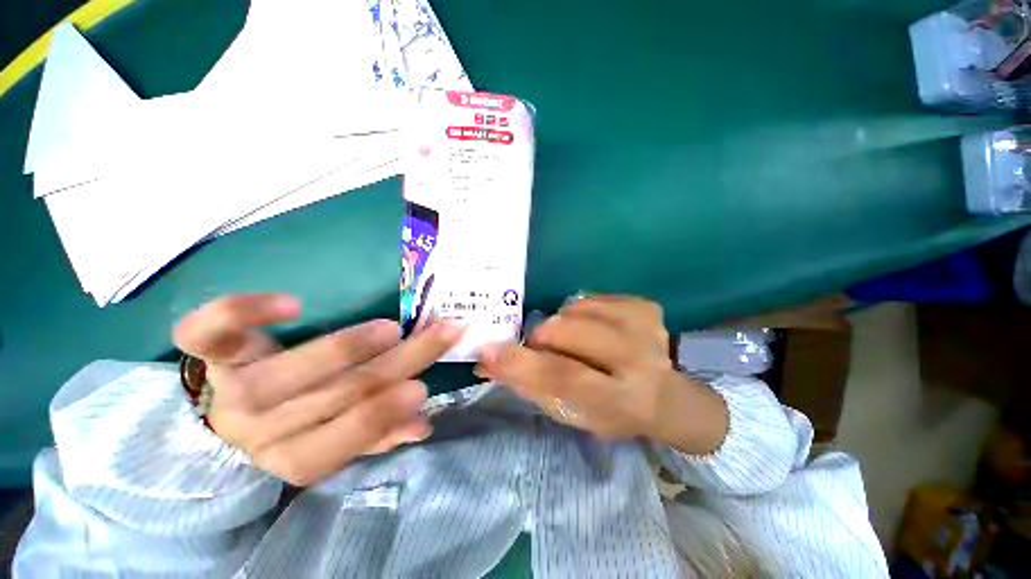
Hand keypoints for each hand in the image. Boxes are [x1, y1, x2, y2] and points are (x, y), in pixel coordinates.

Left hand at [173, 294, 462, 485]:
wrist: (227, 408)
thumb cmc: (296, 422)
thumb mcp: (337, 439)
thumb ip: (378, 433)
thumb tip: (422, 426)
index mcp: (291, 456)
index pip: (338, 443)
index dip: (382, 417)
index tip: (423, 387)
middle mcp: (255, 430)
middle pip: (331, 397)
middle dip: (394, 366)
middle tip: (439, 336)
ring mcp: (226, 388)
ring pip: (281, 375)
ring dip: (344, 350)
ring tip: (390, 330)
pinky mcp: (206, 352)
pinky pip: (208, 332)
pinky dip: (244, 314)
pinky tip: (291, 305)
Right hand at [476, 296, 727, 454]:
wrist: (665, 394)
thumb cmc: (610, 411)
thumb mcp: (571, 413)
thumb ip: (531, 385)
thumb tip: (490, 359)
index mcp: (621, 400)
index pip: (561, 376)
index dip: (520, 363)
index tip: (487, 351)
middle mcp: (638, 359)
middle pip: (564, 330)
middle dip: (542, 338)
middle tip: (543, 349)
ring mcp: (644, 325)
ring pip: (572, 310)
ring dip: (562, 326)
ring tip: (576, 343)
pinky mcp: (643, 305)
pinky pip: (588, 299)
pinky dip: (579, 314)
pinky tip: (595, 331)